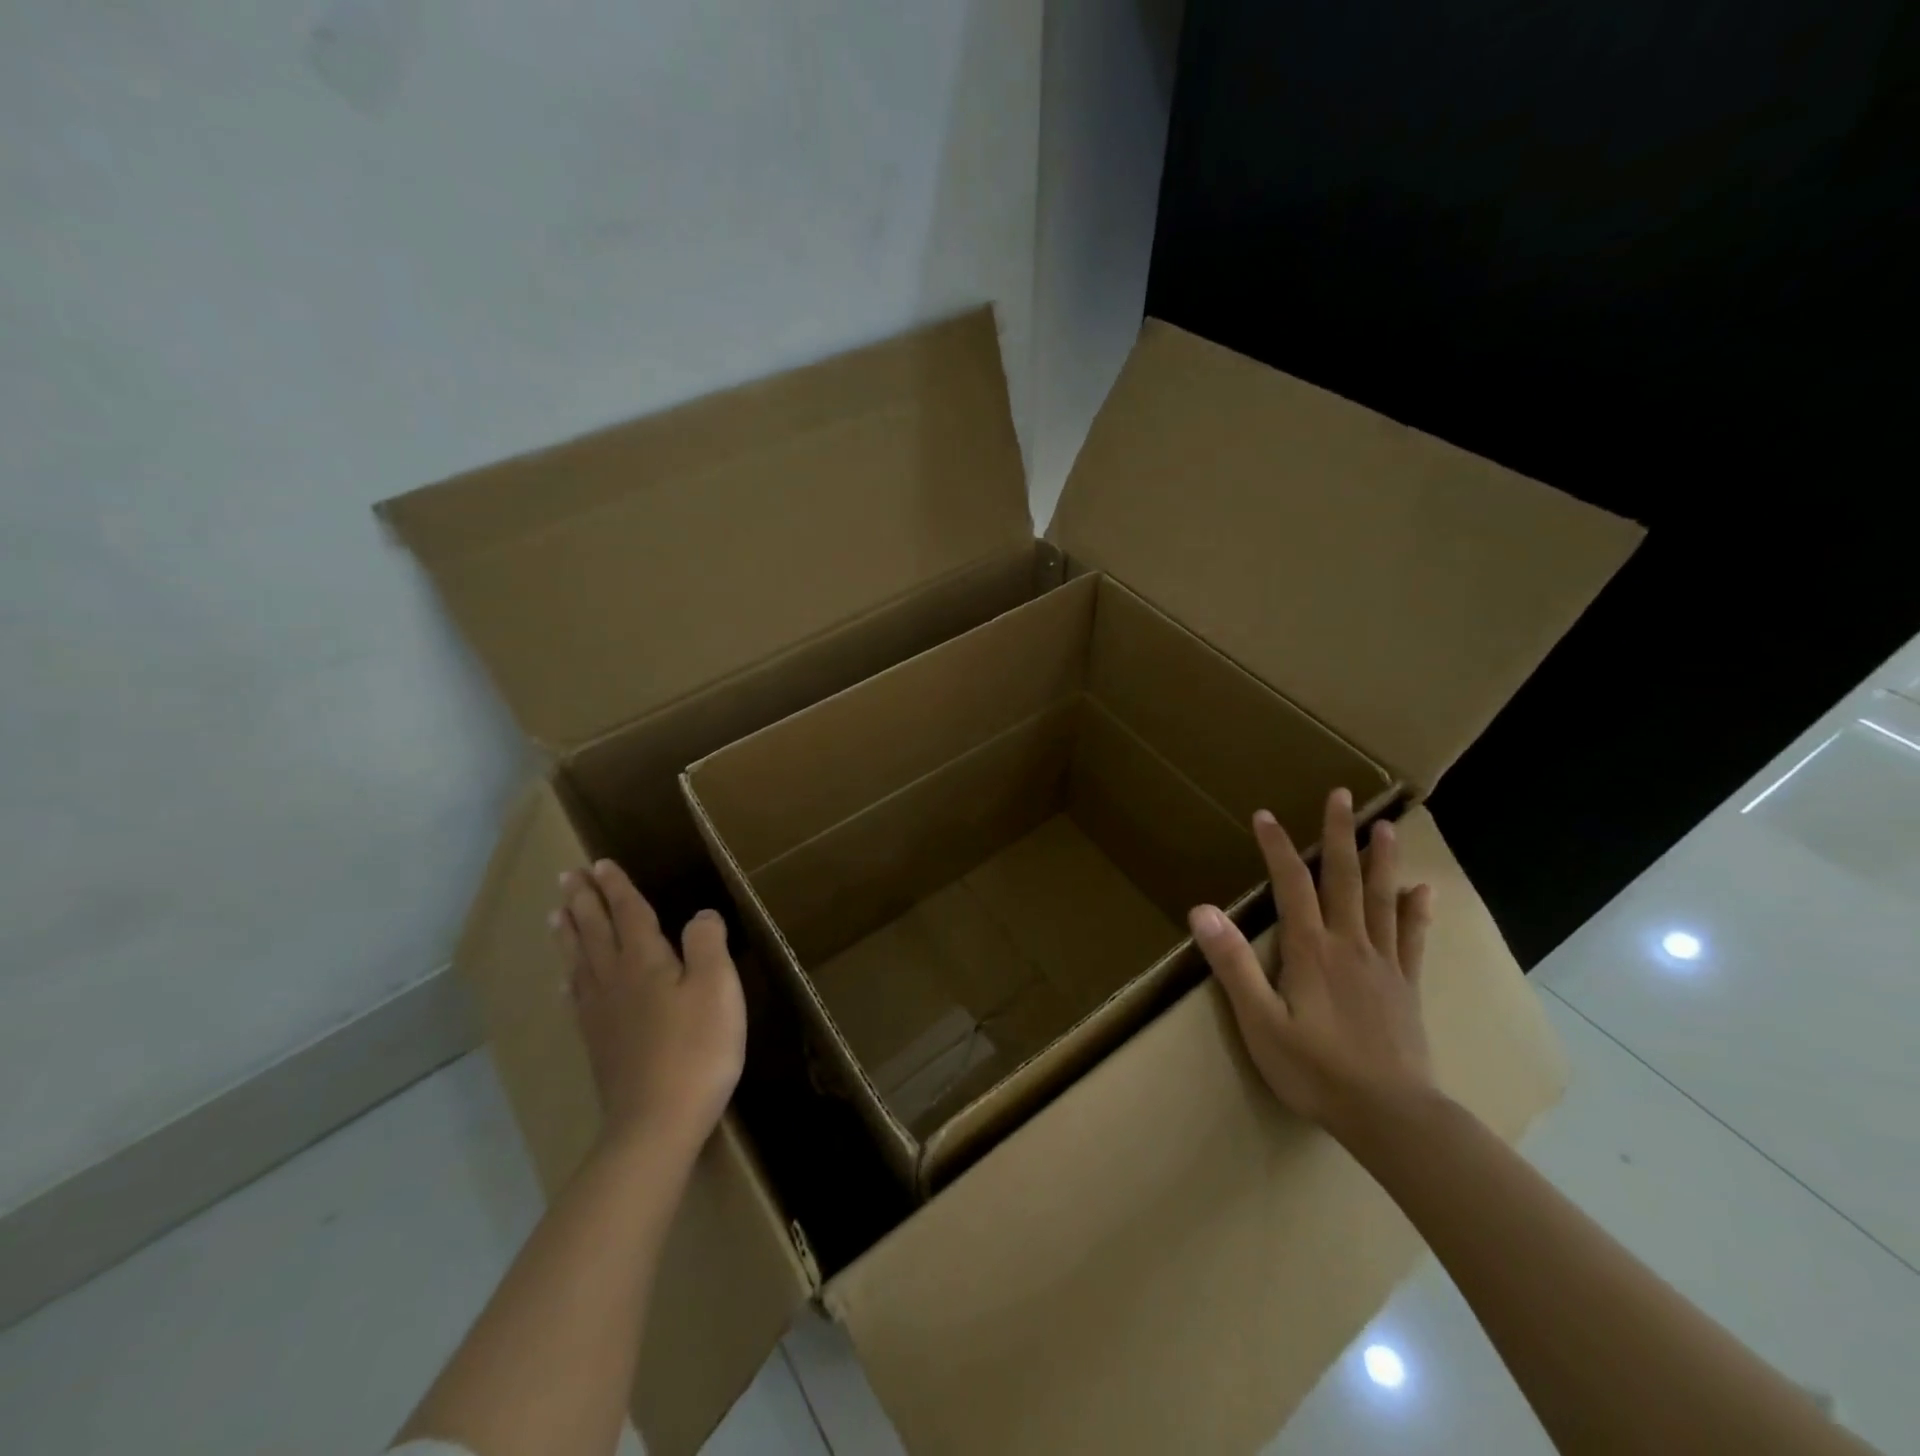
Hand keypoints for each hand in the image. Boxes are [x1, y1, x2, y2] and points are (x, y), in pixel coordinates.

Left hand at [550, 861, 745, 1160]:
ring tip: (556, 913)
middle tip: (567, 877)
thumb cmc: (697, 1049)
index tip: (600, 864)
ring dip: (569, 932)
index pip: (628, 913)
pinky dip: (570, 976)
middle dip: (583, 901)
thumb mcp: (717, 987)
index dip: (616, 888)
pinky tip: (567, 978)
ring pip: (579, 960)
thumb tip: (699, 915)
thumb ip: (707, 943)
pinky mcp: (598, 1042)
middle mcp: (615, 979)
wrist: (656, 1123)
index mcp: (645, 961)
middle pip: (595, 931)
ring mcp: (600, 1013)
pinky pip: (577, 996)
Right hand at [1188, 788, 1435, 1145]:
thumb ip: (1233, 964)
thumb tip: (1202, 910)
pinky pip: (1413, 939)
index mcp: (1310, 949)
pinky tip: (1423, 890)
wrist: (1392, 1117)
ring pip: (1382, 899)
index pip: (1291, 883)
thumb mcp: (1260, 1022)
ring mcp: (1383, 964)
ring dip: (1382, 859)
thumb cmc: (1316, 1071)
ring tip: (1386, 826)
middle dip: (1338, 834)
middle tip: (1343, 794)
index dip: (1277, 847)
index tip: (1265, 815)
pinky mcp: (1406, 987)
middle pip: (1344, 878)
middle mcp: (1349, 944)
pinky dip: (1417, 911)